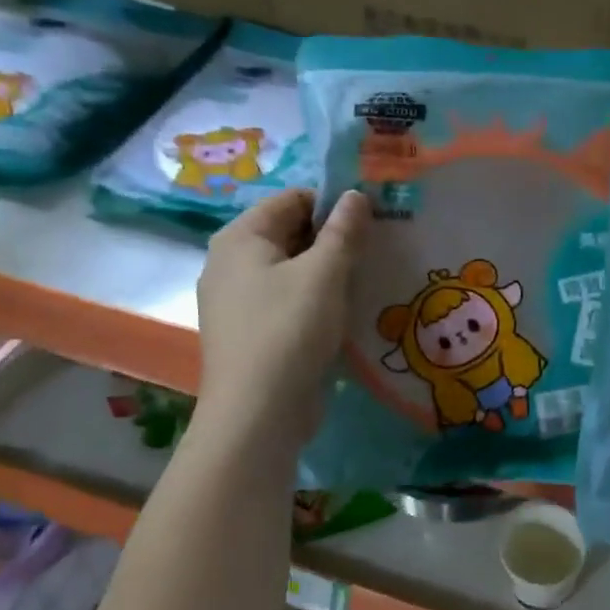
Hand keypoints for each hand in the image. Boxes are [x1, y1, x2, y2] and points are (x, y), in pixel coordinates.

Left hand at [192, 188, 369, 453]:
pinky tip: (346, 314)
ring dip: (329, 273)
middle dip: (334, 239)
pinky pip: (288, 302)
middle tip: (378, 250)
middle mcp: (231, 263)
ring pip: (292, 271)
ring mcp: (238, 302)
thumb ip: (343, 231)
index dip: (334, 204)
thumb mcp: (325, 274)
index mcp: (241, 238)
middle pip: (290, 234)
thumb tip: (356, 195)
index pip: (293, 199)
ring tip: (369, 280)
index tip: (375, 220)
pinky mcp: (252, 333)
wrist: (258, 414)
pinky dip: (316, 301)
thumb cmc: (289, 330)